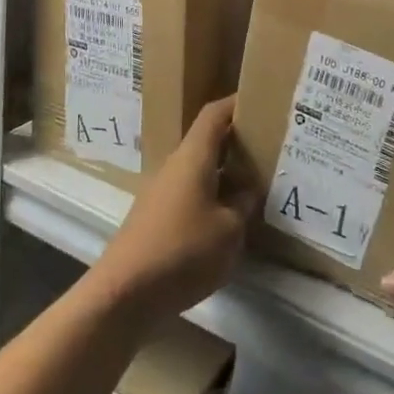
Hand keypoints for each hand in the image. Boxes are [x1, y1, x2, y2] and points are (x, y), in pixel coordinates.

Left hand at [90, 96, 255, 325]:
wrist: (124, 293)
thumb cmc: (182, 251)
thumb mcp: (229, 230)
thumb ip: (243, 205)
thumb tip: (247, 190)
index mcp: (193, 157)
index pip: (214, 115)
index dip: (236, 103)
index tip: (261, 99)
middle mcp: (174, 166)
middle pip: (207, 141)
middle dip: (237, 141)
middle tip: (270, 147)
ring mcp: (162, 192)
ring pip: (199, 170)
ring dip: (226, 173)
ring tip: (257, 183)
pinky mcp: (156, 218)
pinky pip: (191, 194)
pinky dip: (212, 196)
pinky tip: (230, 218)